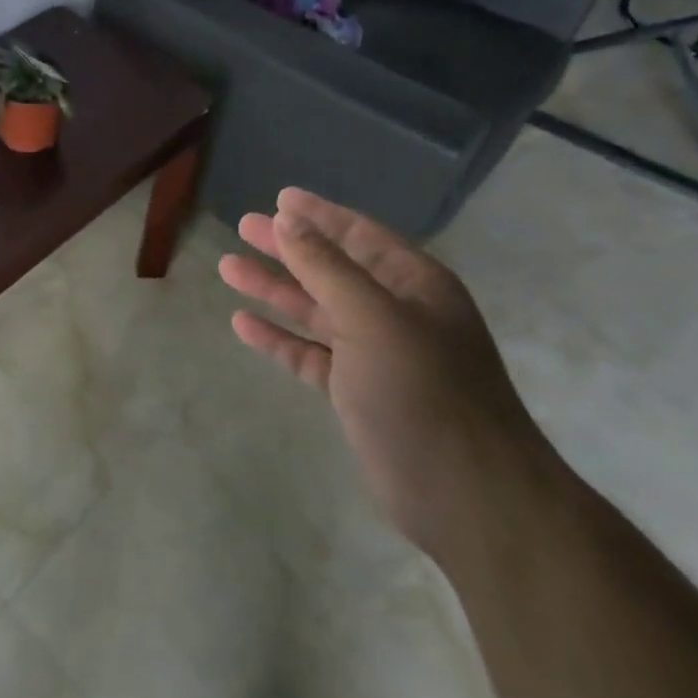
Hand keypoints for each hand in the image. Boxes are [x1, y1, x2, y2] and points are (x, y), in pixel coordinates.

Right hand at [217, 187, 557, 559]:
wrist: (469, 499)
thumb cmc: (425, 393)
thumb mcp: (373, 318)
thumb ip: (327, 267)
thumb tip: (288, 220)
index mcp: (414, 285)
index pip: (359, 234)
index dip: (319, 215)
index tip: (279, 198)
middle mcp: (397, 313)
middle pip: (332, 268)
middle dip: (288, 248)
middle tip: (243, 227)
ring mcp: (377, 355)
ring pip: (316, 310)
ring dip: (275, 290)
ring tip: (228, 268)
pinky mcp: (358, 393)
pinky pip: (310, 354)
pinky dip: (279, 338)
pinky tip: (243, 324)